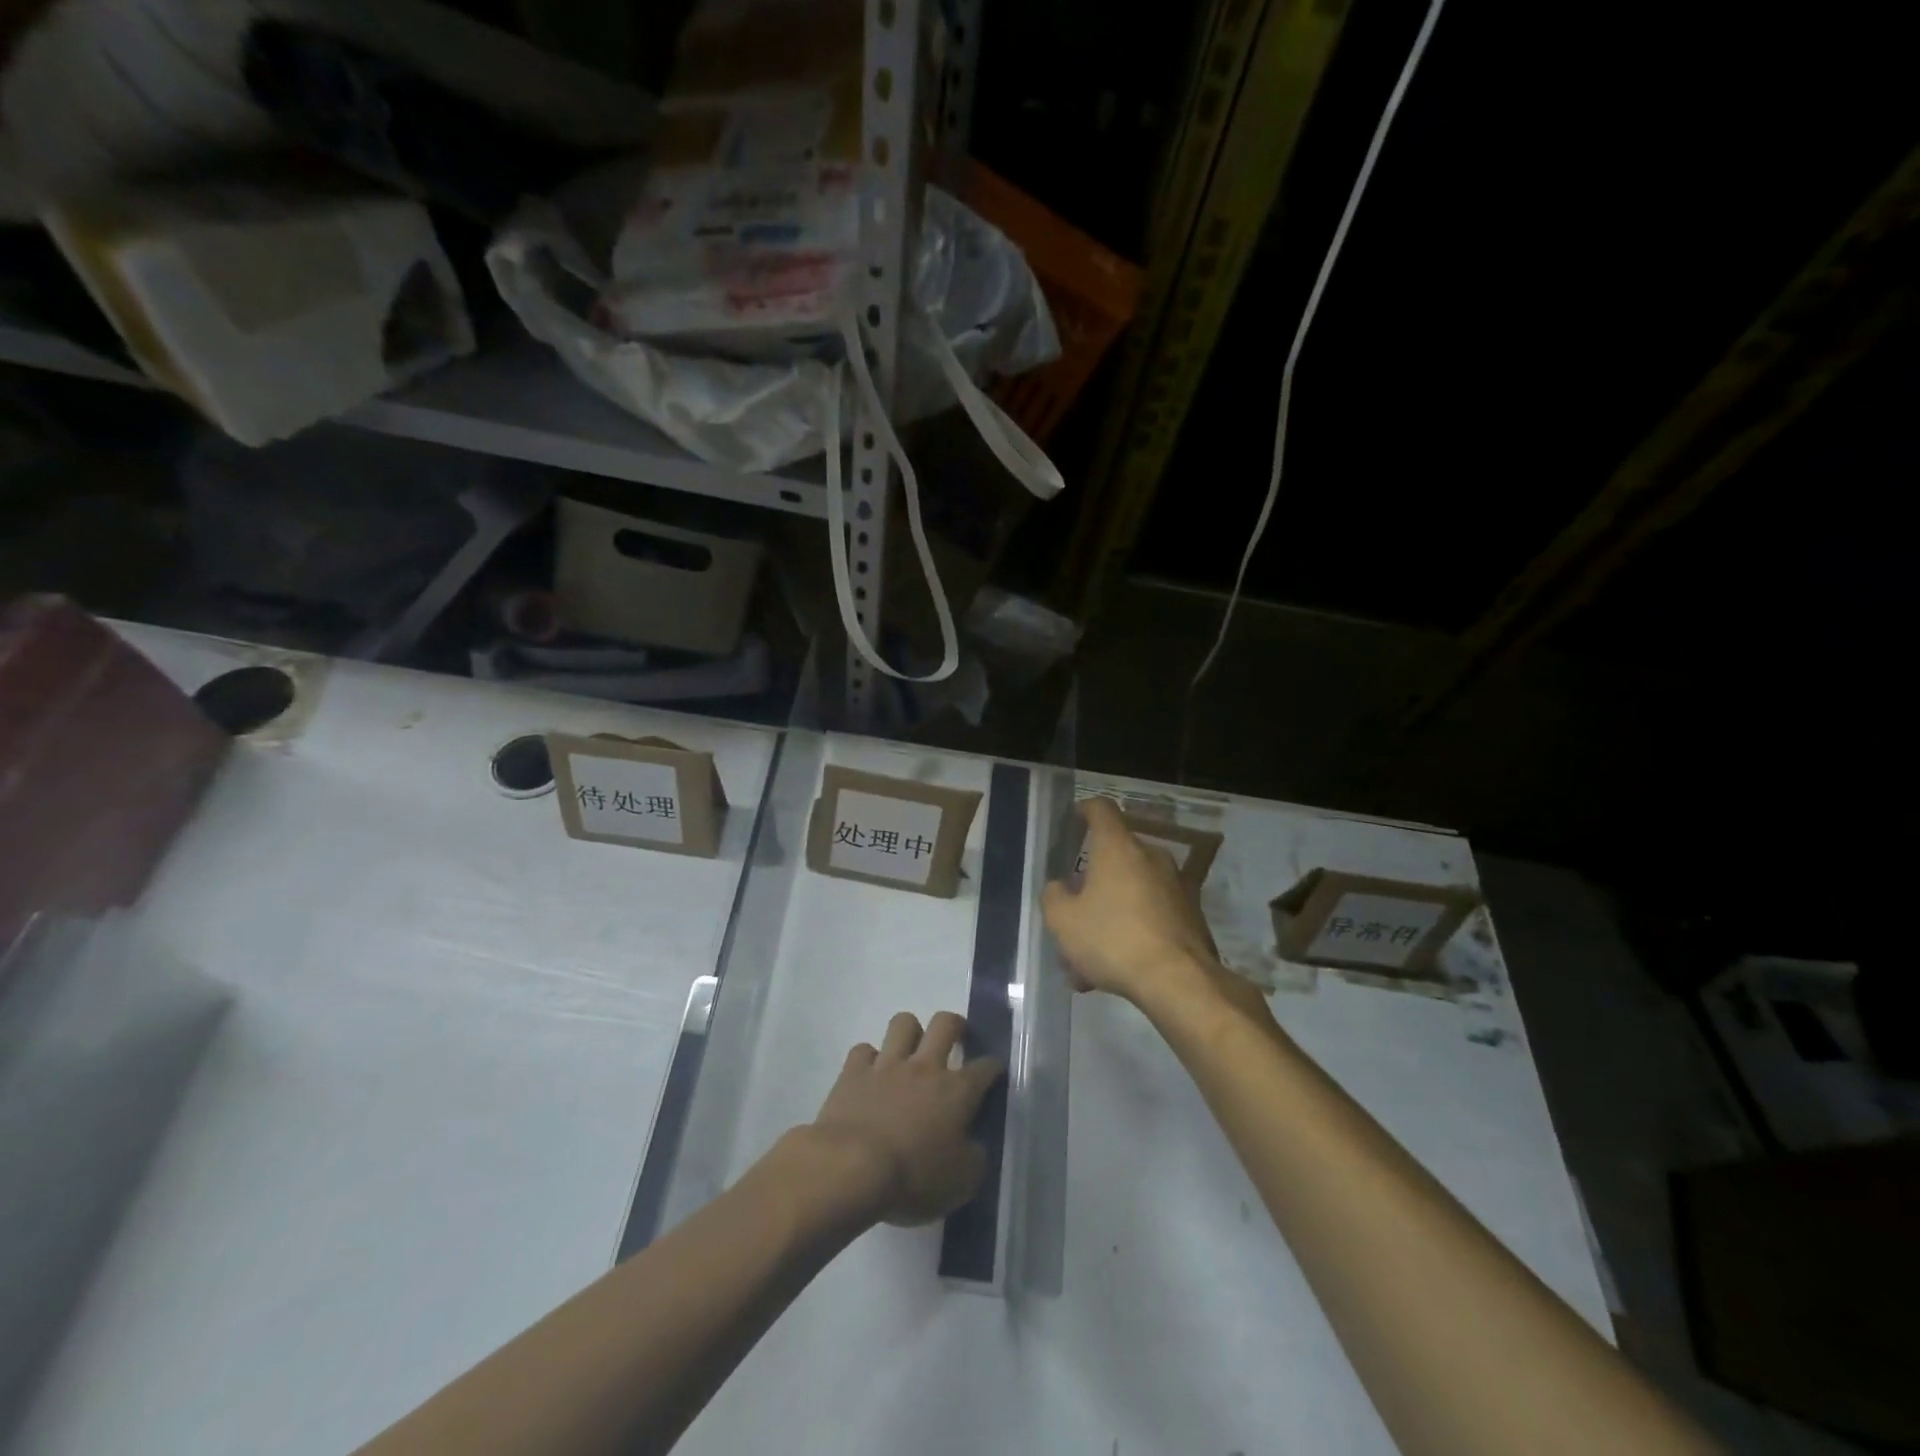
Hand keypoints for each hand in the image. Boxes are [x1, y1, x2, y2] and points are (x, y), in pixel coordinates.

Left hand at [808, 1011, 1003, 1226]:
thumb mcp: (962, 1182)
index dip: (993, 1067)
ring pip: (903, 1023)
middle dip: (955, 1025)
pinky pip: (863, 1050)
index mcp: (957, 1092)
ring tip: (911, 1050)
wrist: (851, 1168)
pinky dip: (869, 1059)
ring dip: (910, 1032)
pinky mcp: (853, 1071)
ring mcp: (887, 1065)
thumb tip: (974, 1144)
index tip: (994, 1072)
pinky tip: (870, 1075)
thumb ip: (974, 1157)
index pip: (985, 1067)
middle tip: (955, 1039)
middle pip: (945, 1023)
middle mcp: (925, 1067)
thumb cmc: (913, 1178)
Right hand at [1042, 797, 1222, 1006]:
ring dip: (1109, 916)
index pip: (1101, 809)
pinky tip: (1116, 970)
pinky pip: (1151, 916)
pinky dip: (1132, 932)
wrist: (1179, 982)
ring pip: (1131, 893)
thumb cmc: (1113, 940)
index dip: (1085, 809)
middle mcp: (1151, 858)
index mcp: (1118, 848)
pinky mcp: (1191, 916)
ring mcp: (1176, 886)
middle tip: (1072, 915)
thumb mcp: (1063, 921)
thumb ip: (1054, 897)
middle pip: (1115, 858)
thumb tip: (1059, 888)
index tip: (1074, 819)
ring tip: (1087, 961)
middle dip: (1091, 884)